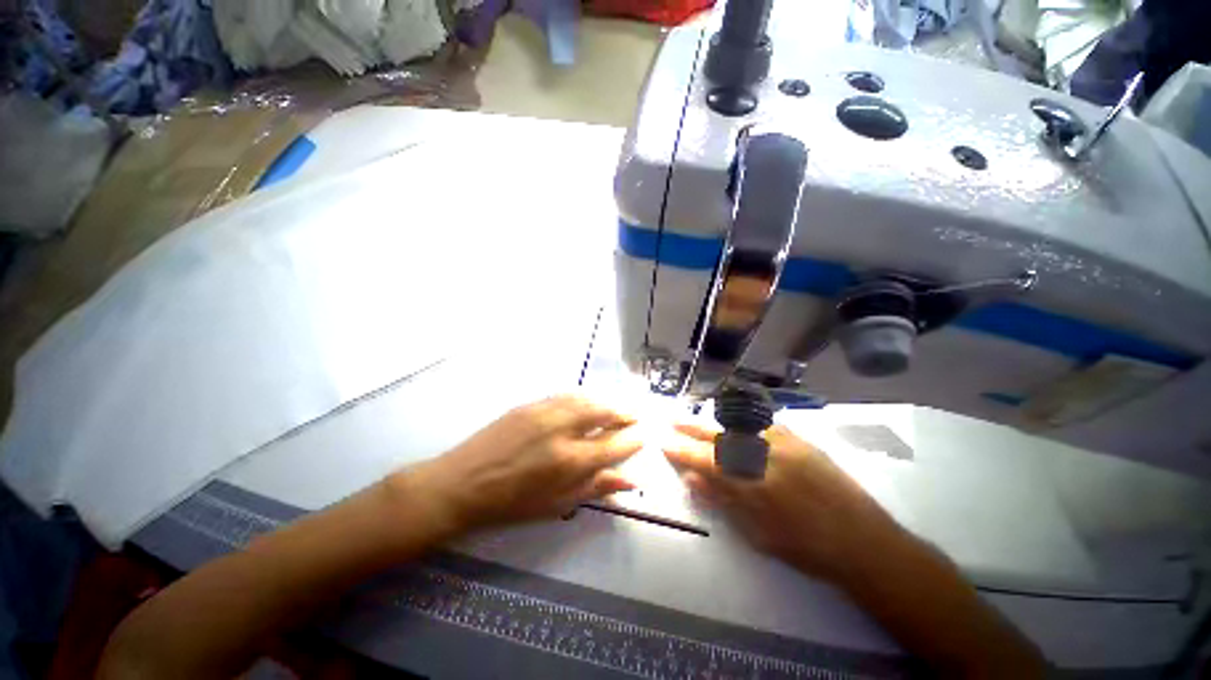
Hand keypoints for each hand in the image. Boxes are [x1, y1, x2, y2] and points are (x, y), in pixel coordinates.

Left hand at [392, 396, 642, 534]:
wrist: (463, 482)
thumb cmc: (512, 503)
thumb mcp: (557, 504)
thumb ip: (596, 488)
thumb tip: (630, 480)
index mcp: (570, 460)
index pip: (612, 445)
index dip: (631, 439)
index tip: (641, 436)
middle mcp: (561, 430)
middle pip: (602, 412)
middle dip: (622, 413)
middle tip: (634, 415)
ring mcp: (545, 412)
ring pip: (585, 399)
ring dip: (605, 401)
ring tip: (616, 407)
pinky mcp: (530, 404)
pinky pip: (565, 395)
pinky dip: (583, 397)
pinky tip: (588, 401)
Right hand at [663, 423, 912, 584]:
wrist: (864, 542)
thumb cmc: (806, 548)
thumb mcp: (758, 535)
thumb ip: (722, 501)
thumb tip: (692, 478)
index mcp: (752, 482)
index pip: (705, 459)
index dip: (681, 450)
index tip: (664, 442)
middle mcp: (765, 455)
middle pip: (718, 436)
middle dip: (692, 428)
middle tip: (673, 421)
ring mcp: (785, 443)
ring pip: (740, 425)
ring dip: (715, 424)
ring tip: (698, 423)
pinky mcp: (801, 440)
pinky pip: (765, 425)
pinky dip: (746, 425)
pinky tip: (738, 426)